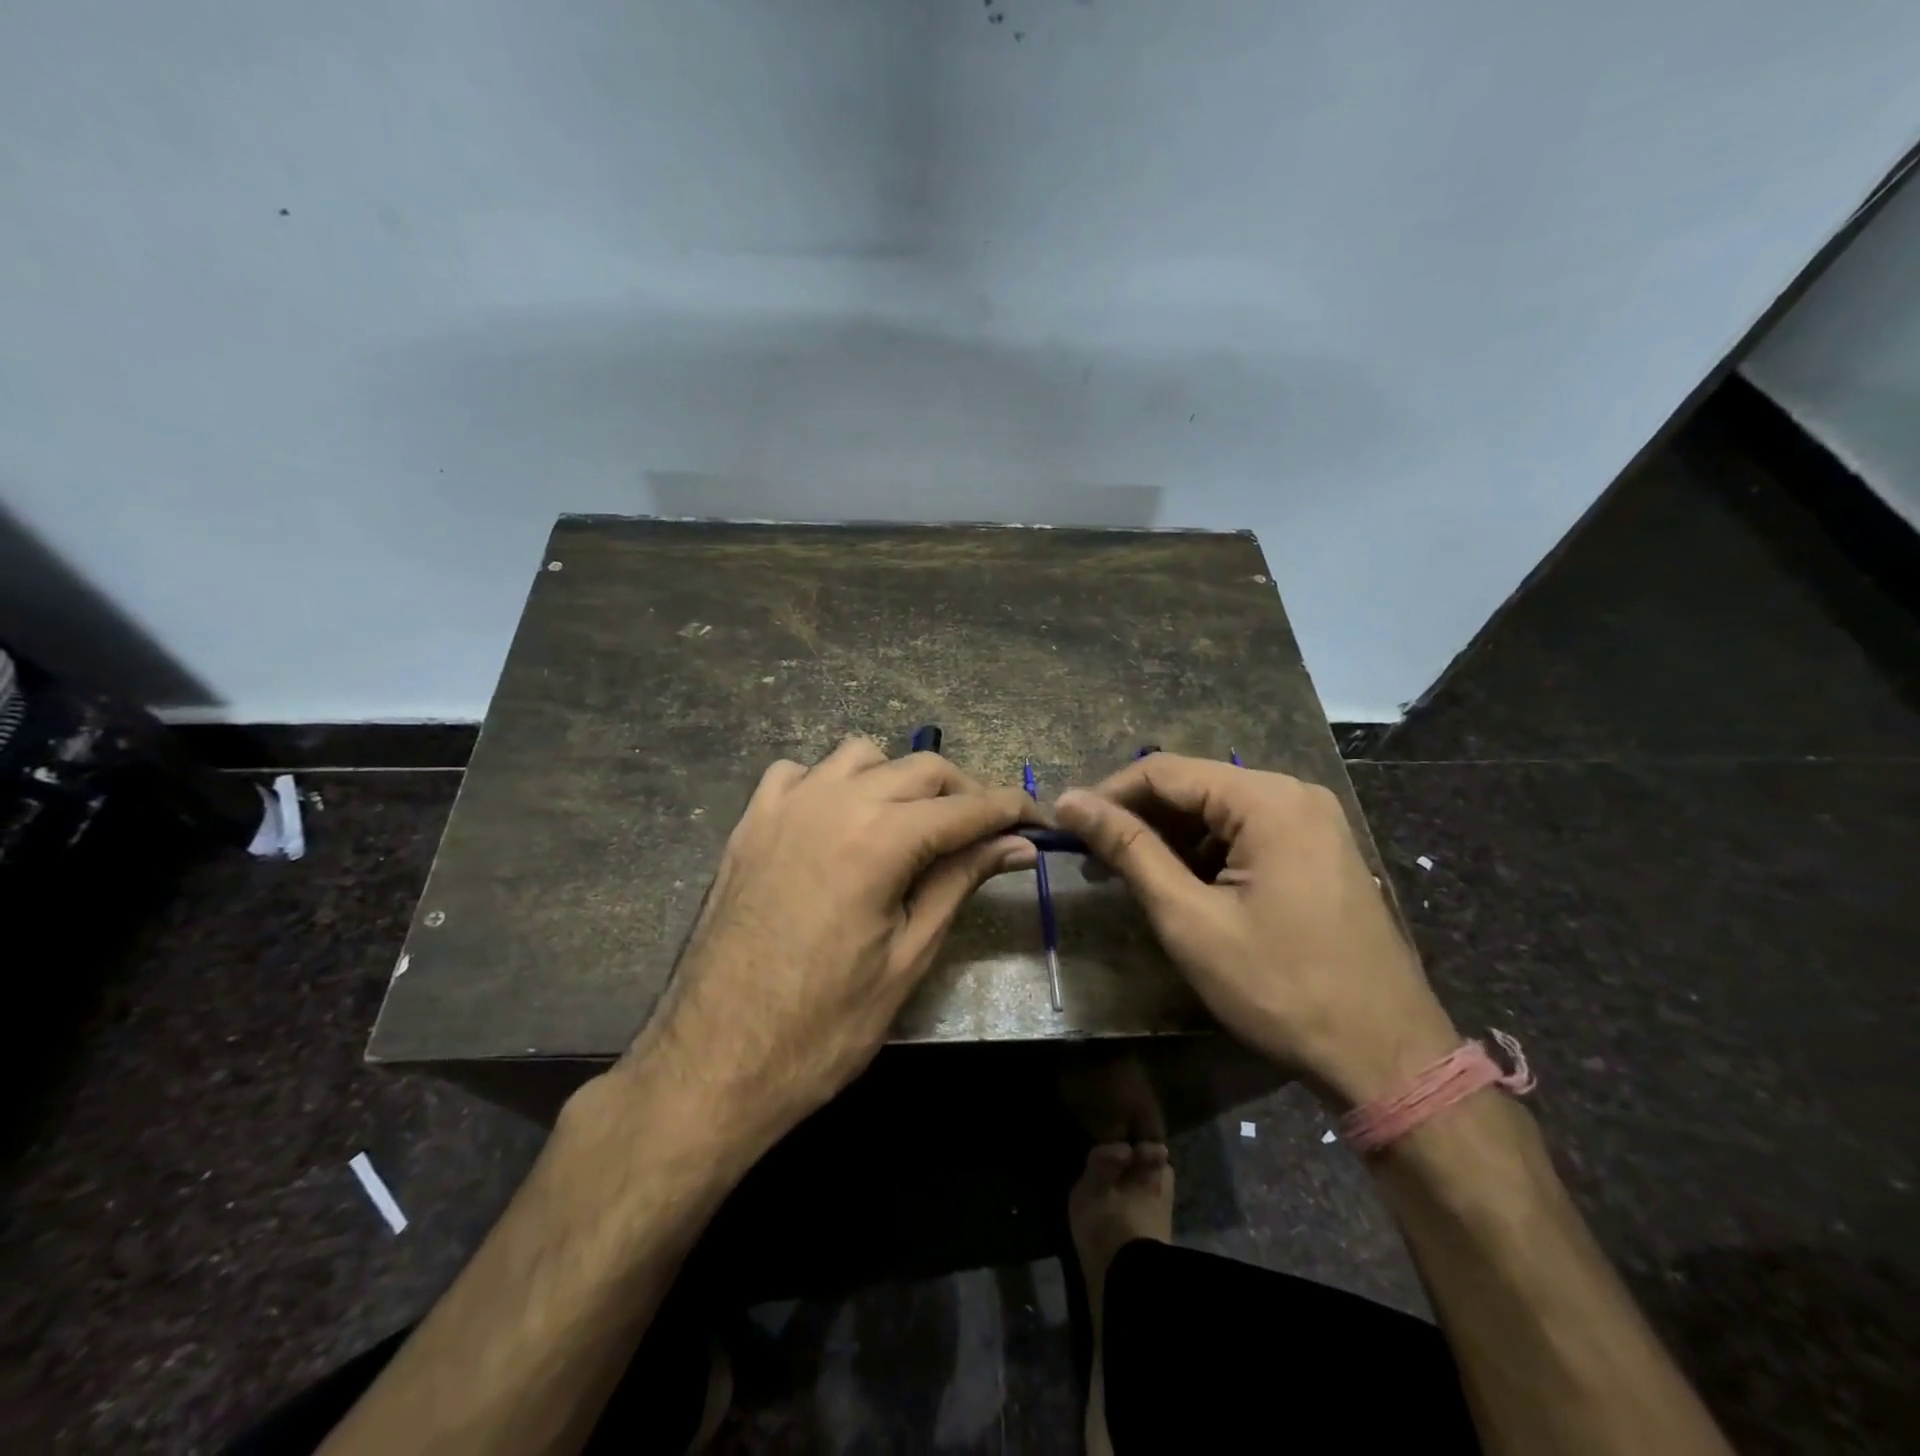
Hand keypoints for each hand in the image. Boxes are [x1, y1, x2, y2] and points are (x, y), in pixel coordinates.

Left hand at [627, 736, 1041, 1151]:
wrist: (715, 1062)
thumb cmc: (824, 1026)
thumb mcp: (909, 956)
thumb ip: (960, 882)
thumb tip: (1016, 845)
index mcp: (879, 839)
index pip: (966, 807)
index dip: (1009, 809)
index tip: (1037, 820)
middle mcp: (834, 801)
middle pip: (920, 768)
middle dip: (963, 792)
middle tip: (984, 834)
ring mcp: (785, 806)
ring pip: (861, 755)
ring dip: (898, 779)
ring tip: (911, 825)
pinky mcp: (750, 822)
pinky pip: (800, 772)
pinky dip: (832, 783)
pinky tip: (838, 821)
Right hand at [1054, 754, 1457, 1106]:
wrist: (1386, 1056)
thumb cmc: (1280, 988)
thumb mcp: (1189, 918)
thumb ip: (1129, 850)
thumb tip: (1069, 802)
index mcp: (1267, 800)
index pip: (1163, 771)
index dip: (1107, 795)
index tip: (1066, 829)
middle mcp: (1293, 794)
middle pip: (1193, 787)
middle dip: (1137, 819)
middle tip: (1093, 862)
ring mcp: (1313, 821)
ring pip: (1217, 811)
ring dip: (1169, 839)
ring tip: (1128, 878)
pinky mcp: (1319, 850)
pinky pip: (1246, 833)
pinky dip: (1205, 853)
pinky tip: (1182, 887)